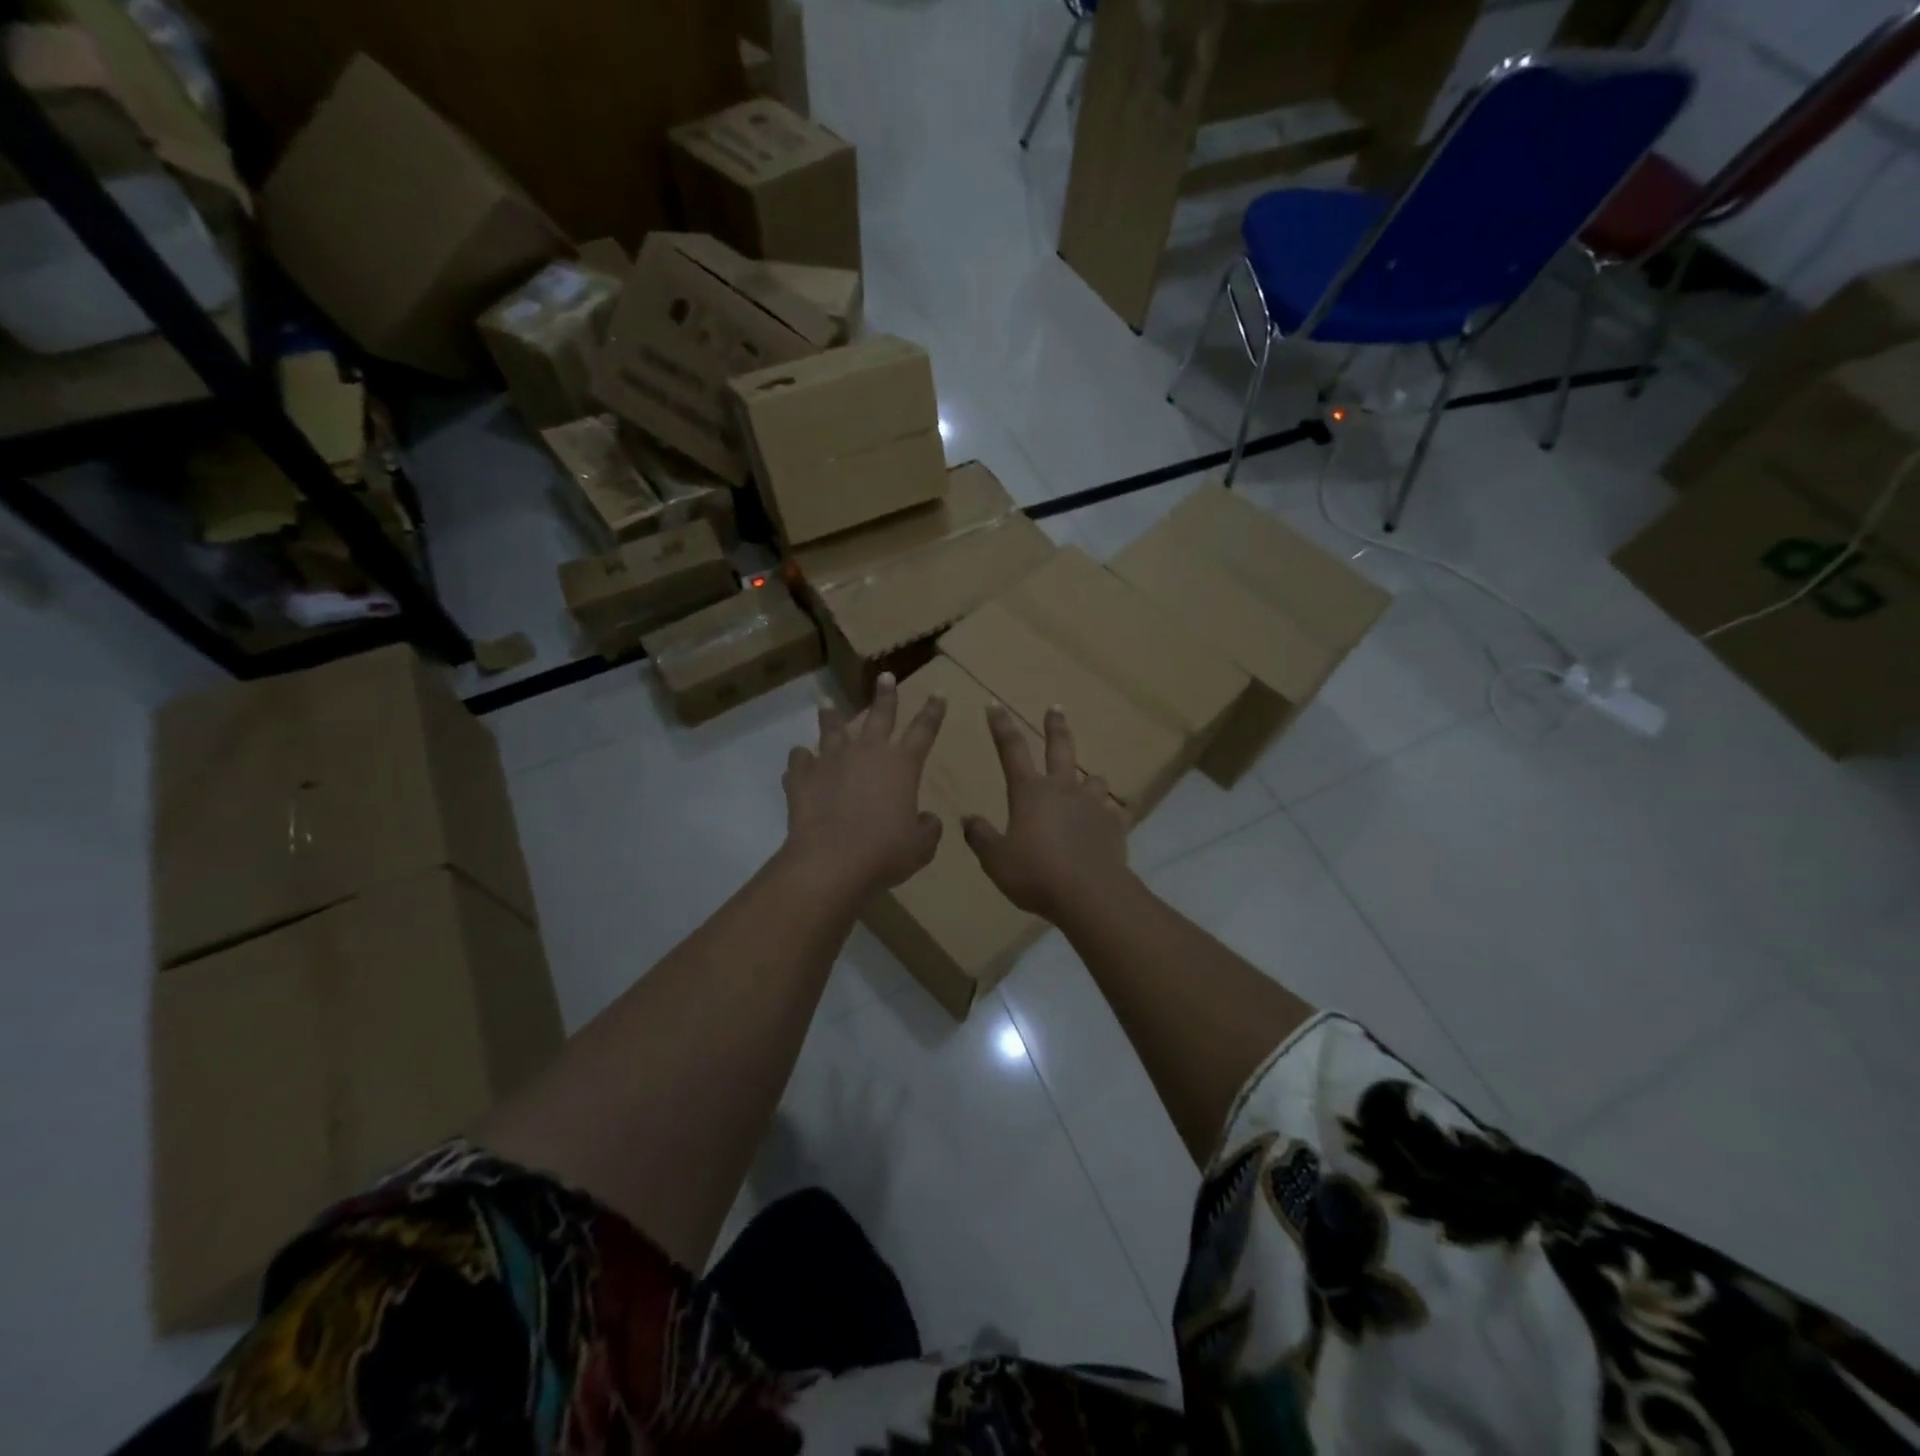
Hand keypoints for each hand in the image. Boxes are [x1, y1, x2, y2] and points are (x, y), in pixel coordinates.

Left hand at [783, 673, 945, 897]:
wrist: (831, 861)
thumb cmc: (885, 852)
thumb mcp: (921, 846)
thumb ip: (928, 828)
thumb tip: (927, 819)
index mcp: (902, 765)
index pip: (924, 730)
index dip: (934, 711)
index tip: (939, 692)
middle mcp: (867, 753)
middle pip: (879, 715)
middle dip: (885, 695)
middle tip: (886, 677)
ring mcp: (831, 761)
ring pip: (832, 729)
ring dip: (831, 716)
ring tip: (826, 703)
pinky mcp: (802, 777)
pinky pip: (799, 760)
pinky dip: (801, 759)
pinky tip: (800, 759)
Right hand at [963, 705, 1129, 920]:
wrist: (1089, 894)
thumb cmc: (1035, 874)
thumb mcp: (996, 860)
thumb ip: (981, 837)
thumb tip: (968, 819)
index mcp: (1030, 792)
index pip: (1011, 750)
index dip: (1001, 726)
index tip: (994, 704)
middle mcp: (1062, 789)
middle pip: (1060, 748)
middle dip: (1056, 726)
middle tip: (1055, 708)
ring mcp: (1092, 805)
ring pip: (1094, 780)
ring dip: (1089, 779)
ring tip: (1087, 784)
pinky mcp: (1114, 825)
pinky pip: (1113, 814)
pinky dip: (1108, 816)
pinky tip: (1107, 825)